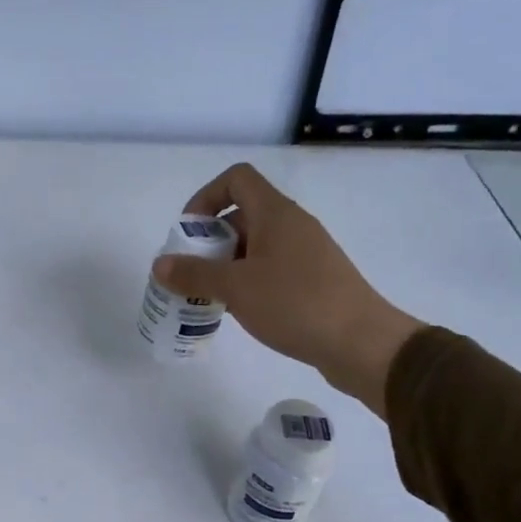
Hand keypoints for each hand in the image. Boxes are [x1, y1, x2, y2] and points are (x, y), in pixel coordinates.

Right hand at [153, 164, 422, 415]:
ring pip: (256, 246)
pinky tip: (240, 311)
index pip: (236, 179)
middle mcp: (292, 225)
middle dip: (210, 241)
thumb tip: (159, 264)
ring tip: (210, 296)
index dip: (206, 197)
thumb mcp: (236, 288)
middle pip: (242, 215)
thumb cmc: (295, 304)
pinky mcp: (314, 280)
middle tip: (192, 273)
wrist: (360, 342)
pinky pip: (272, 269)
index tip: (188, 233)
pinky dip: (249, 282)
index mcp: (275, 213)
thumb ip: (194, 274)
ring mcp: (307, 253)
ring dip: (227, 265)